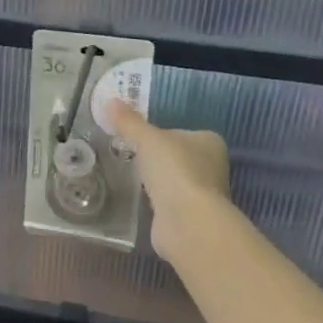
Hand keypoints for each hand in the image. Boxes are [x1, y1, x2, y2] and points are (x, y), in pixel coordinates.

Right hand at [99, 100, 229, 256]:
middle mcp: (212, 166)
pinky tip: (142, 202)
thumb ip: (129, 122)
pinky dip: (158, 202)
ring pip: (174, 181)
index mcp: (209, 142)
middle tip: (130, 158)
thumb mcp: (147, 139)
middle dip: (157, 160)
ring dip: (157, 182)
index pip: (179, 133)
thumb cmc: (174, 170)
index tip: (136, 140)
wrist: (187, 221)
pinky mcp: (192, 217)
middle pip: (177, 157)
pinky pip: (170, 202)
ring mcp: (204, 194)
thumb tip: (110, 101)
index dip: (158, 135)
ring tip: (132, 180)